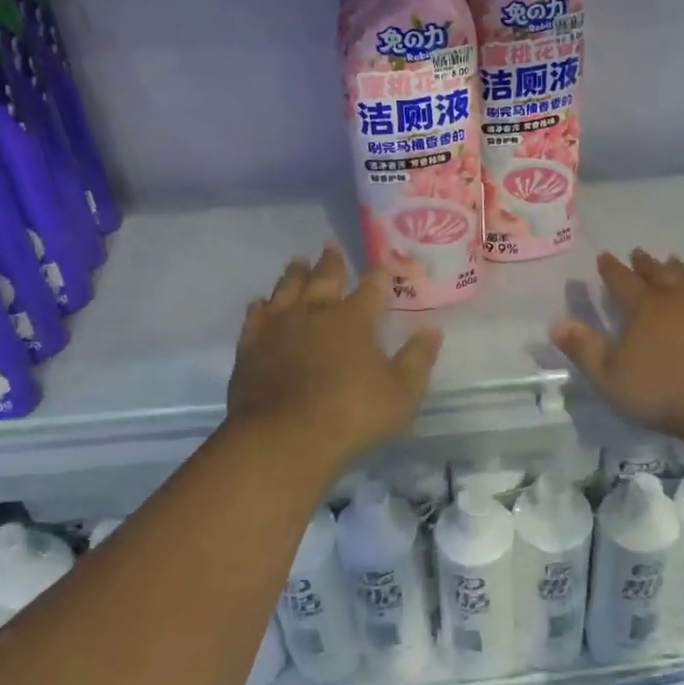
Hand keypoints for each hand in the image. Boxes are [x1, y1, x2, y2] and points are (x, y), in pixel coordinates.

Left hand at [228, 243, 441, 468]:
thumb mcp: (402, 393)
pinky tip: (260, 303)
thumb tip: (432, 329)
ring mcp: (279, 327)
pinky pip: (255, 317)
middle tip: (331, 246)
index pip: (372, 288)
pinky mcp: (251, 346)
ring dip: (295, 274)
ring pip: (287, 289)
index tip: (383, 265)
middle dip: (332, 262)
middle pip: (325, 278)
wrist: (284, 438)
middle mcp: (316, 313)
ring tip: (298, 262)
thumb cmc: (352, 415)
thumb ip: (418, 359)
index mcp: (354, 320)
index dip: (379, 276)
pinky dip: (260, 306)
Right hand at [549, 249, 683, 452]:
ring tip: (672, 261)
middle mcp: (677, 299)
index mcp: (644, 309)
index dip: (611, 270)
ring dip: (677, 269)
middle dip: (644, 264)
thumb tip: (556, 323)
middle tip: (638, 252)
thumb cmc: (667, 392)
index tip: (604, 256)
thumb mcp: (612, 378)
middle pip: (657, 274)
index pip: (622, 282)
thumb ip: (584, 350)